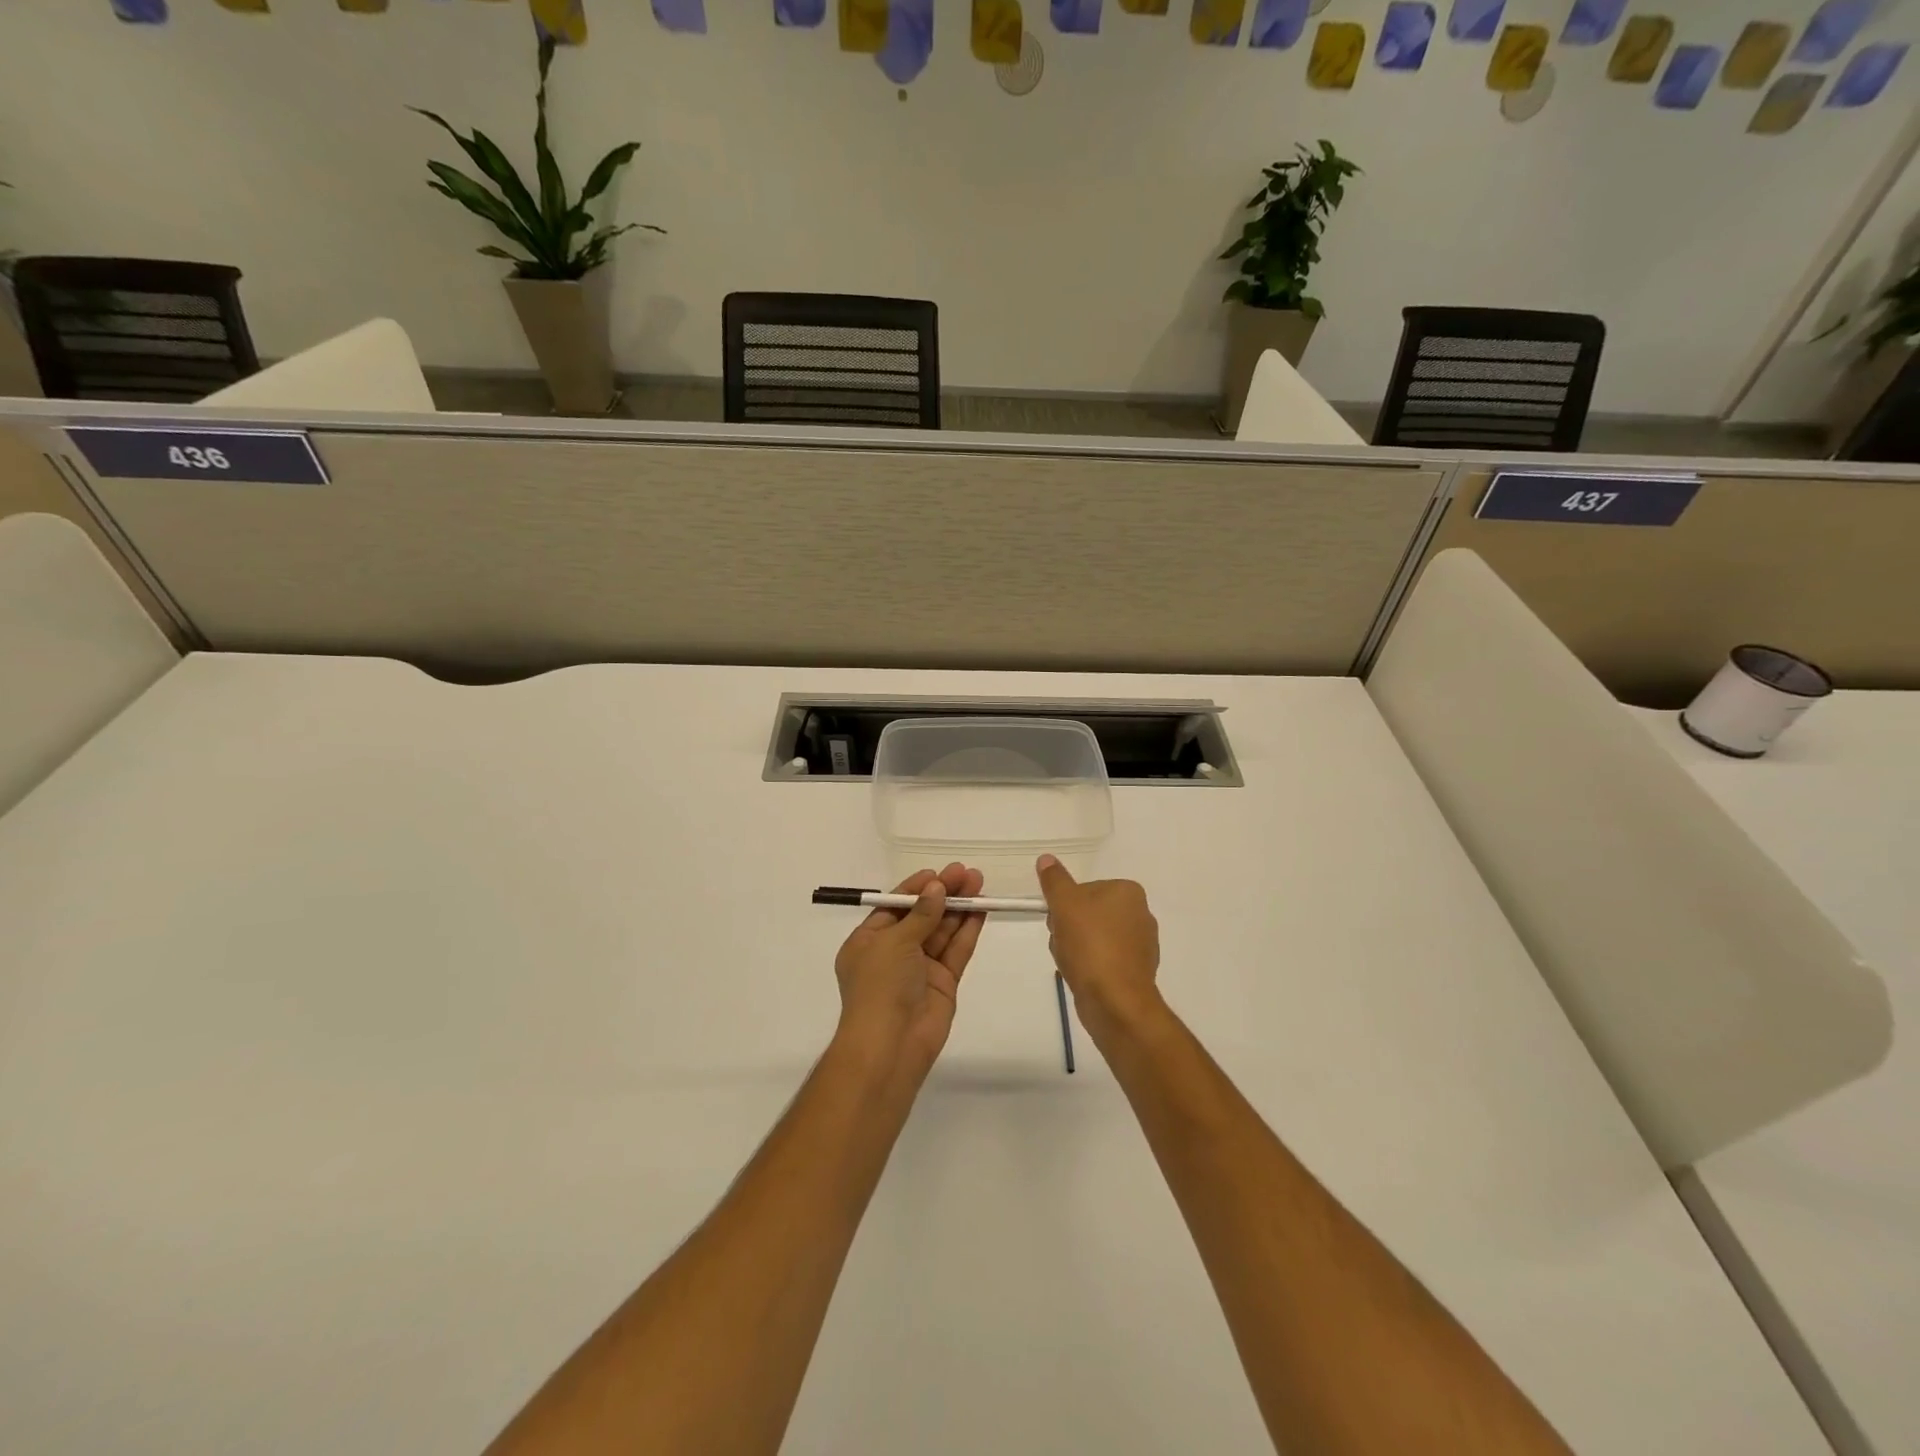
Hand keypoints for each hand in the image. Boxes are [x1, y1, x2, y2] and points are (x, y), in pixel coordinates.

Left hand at [833, 864, 986, 1079]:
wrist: (891, 1044)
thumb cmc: (880, 985)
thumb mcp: (894, 941)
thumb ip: (921, 914)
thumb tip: (937, 888)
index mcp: (868, 941)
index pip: (894, 907)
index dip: (916, 889)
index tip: (938, 873)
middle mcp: (893, 952)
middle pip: (922, 915)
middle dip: (943, 894)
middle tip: (967, 873)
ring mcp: (920, 968)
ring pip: (942, 930)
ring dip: (959, 907)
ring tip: (979, 883)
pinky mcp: (943, 983)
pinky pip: (956, 950)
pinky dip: (968, 930)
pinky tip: (981, 909)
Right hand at [1036, 854, 1163, 1038]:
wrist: (1115, 1001)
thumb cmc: (1090, 945)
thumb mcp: (1065, 904)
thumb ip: (1054, 880)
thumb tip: (1046, 859)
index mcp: (1128, 892)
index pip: (1085, 889)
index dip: (1065, 904)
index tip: (1058, 920)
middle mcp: (1140, 914)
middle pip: (1088, 913)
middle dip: (1068, 927)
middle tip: (1062, 942)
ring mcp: (1140, 945)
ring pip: (1092, 937)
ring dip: (1074, 948)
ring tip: (1070, 962)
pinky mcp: (1135, 971)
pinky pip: (1102, 960)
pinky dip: (1088, 966)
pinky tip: (1081, 977)